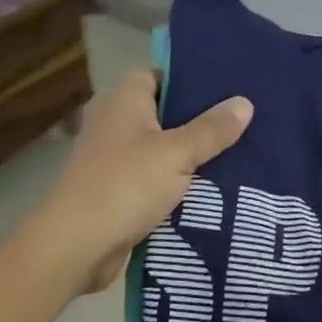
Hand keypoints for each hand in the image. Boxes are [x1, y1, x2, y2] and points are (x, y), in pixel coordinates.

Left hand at [37, 70, 252, 293]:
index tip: (226, 89)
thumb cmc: (125, 186)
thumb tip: (245, 102)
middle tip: (241, 122)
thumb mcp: (177, 154)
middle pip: (163, 112)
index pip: (157, 74)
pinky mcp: (116, 190)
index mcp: (124, 101)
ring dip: (189, 154)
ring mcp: (112, 158)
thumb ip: (212, 129)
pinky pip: (154, 177)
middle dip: (198, 119)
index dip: (189, 79)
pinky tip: (212, 187)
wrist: (76, 247)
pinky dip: (176, 181)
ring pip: (160, 147)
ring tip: (237, 153)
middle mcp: (114, 122)